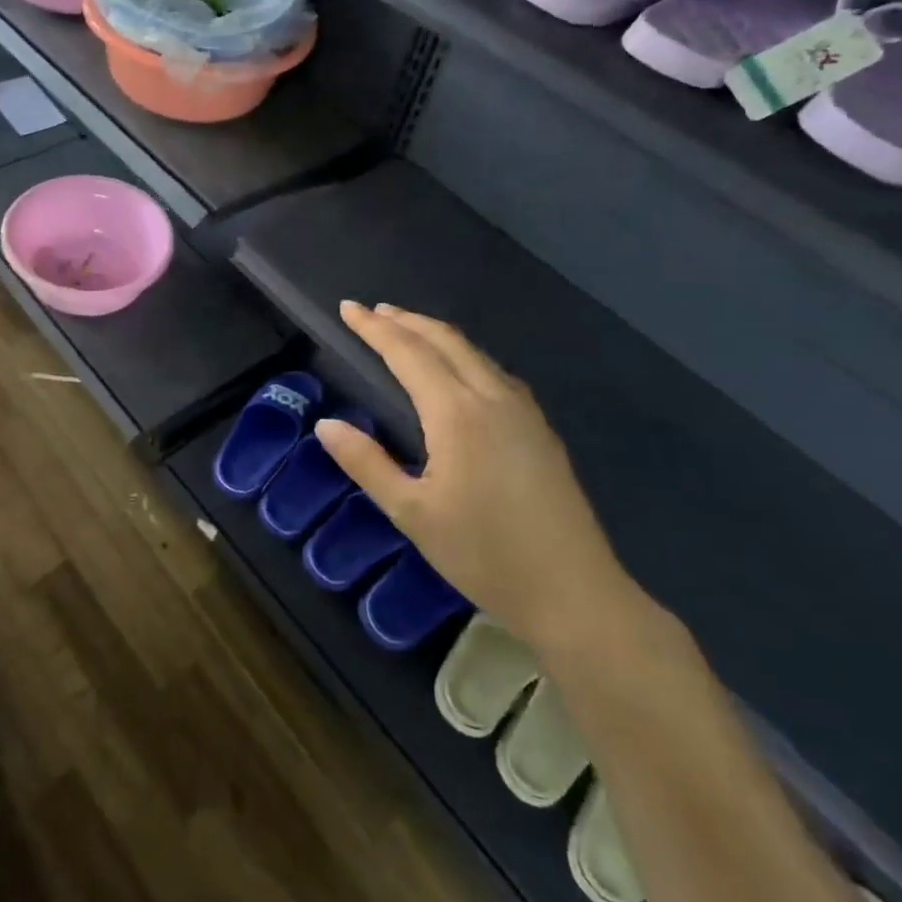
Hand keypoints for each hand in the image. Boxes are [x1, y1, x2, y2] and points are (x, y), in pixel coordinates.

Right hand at [316, 302, 636, 653]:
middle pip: (445, 341)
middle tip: (374, 311)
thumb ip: (366, 463)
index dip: (375, 328)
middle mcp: (492, 399)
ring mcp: (524, 412)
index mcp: (457, 414)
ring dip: (436, 335)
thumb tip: (326, 425)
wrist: (575, 593)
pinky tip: (459, 372)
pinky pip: (495, 372)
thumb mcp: (411, 513)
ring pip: (474, 353)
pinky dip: (464, 355)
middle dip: (406, 320)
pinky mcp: (540, 430)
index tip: (348, 308)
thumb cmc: (484, 554)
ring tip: (408, 331)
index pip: (408, 353)